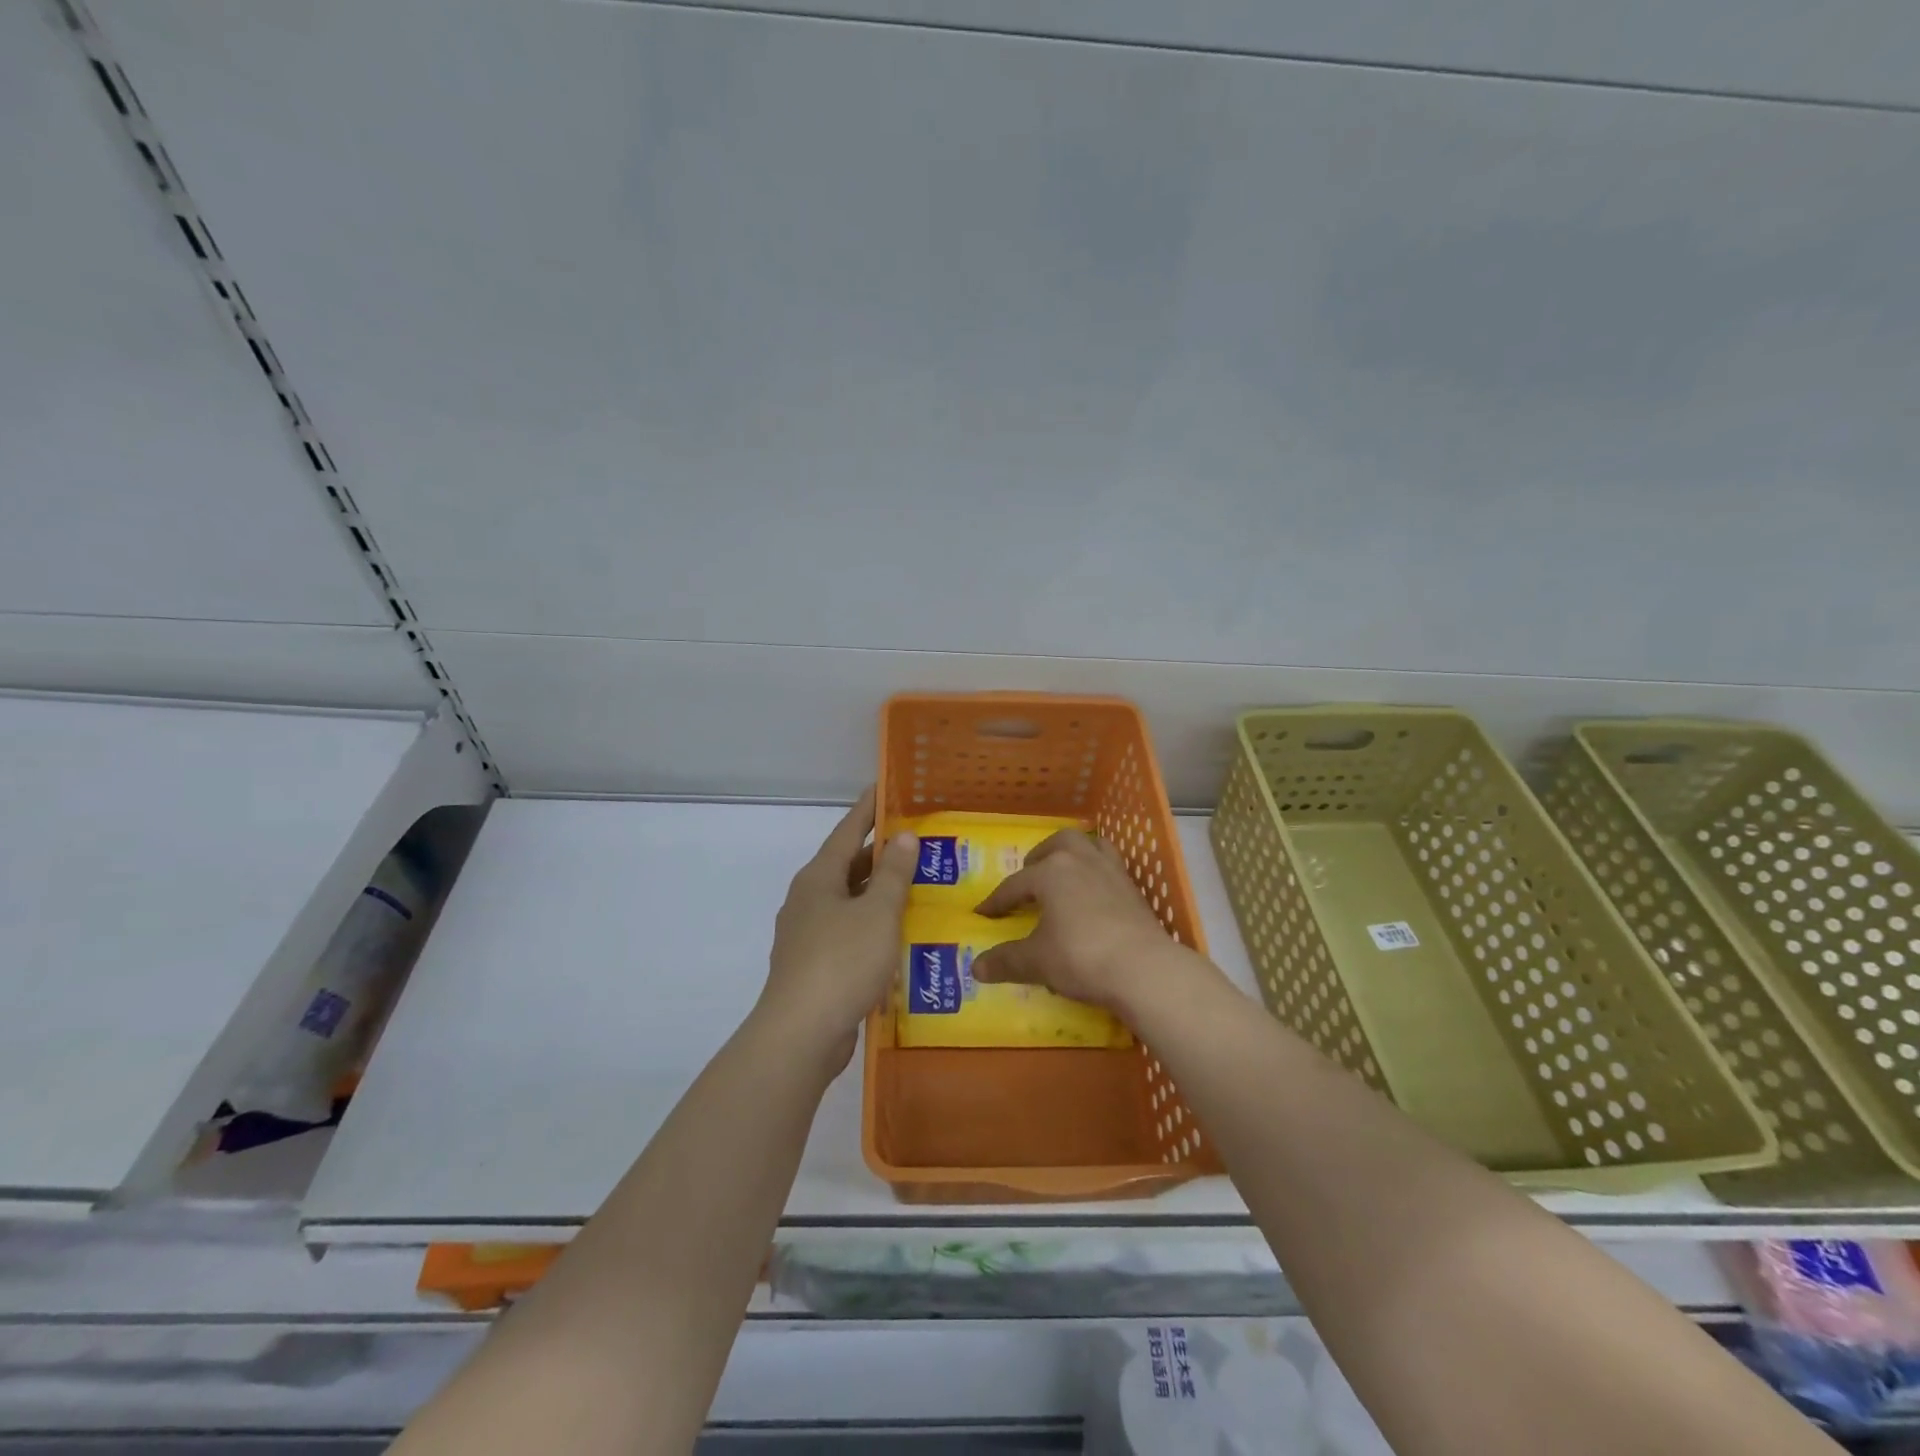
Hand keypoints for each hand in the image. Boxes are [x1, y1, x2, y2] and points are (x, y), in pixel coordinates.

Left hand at [757, 787, 916, 1072]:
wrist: (801, 1034)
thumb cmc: (842, 962)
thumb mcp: (877, 912)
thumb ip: (893, 873)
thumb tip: (903, 837)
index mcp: (818, 878)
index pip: (847, 832)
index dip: (867, 810)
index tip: (883, 788)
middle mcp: (808, 900)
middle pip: (848, 867)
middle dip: (880, 855)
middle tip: (918, 844)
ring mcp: (808, 935)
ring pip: (850, 902)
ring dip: (879, 894)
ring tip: (917, 888)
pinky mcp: (815, 966)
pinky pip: (849, 933)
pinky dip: (873, 927)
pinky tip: (898, 936)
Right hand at [971, 829, 1185, 1015]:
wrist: (1143, 968)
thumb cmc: (1080, 957)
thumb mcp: (1036, 962)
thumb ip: (1006, 961)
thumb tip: (976, 968)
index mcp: (1051, 872)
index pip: (1015, 884)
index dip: (997, 901)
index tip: (984, 914)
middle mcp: (1081, 861)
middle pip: (1057, 844)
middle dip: (1039, 857)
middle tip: (1029, 878)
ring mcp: (1111, 871)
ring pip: (1089, 845)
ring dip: (1072, 853)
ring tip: (1064, 871)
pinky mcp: (1133, 888)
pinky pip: (1111, 864)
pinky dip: (1097, 869)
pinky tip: (1094, 892)